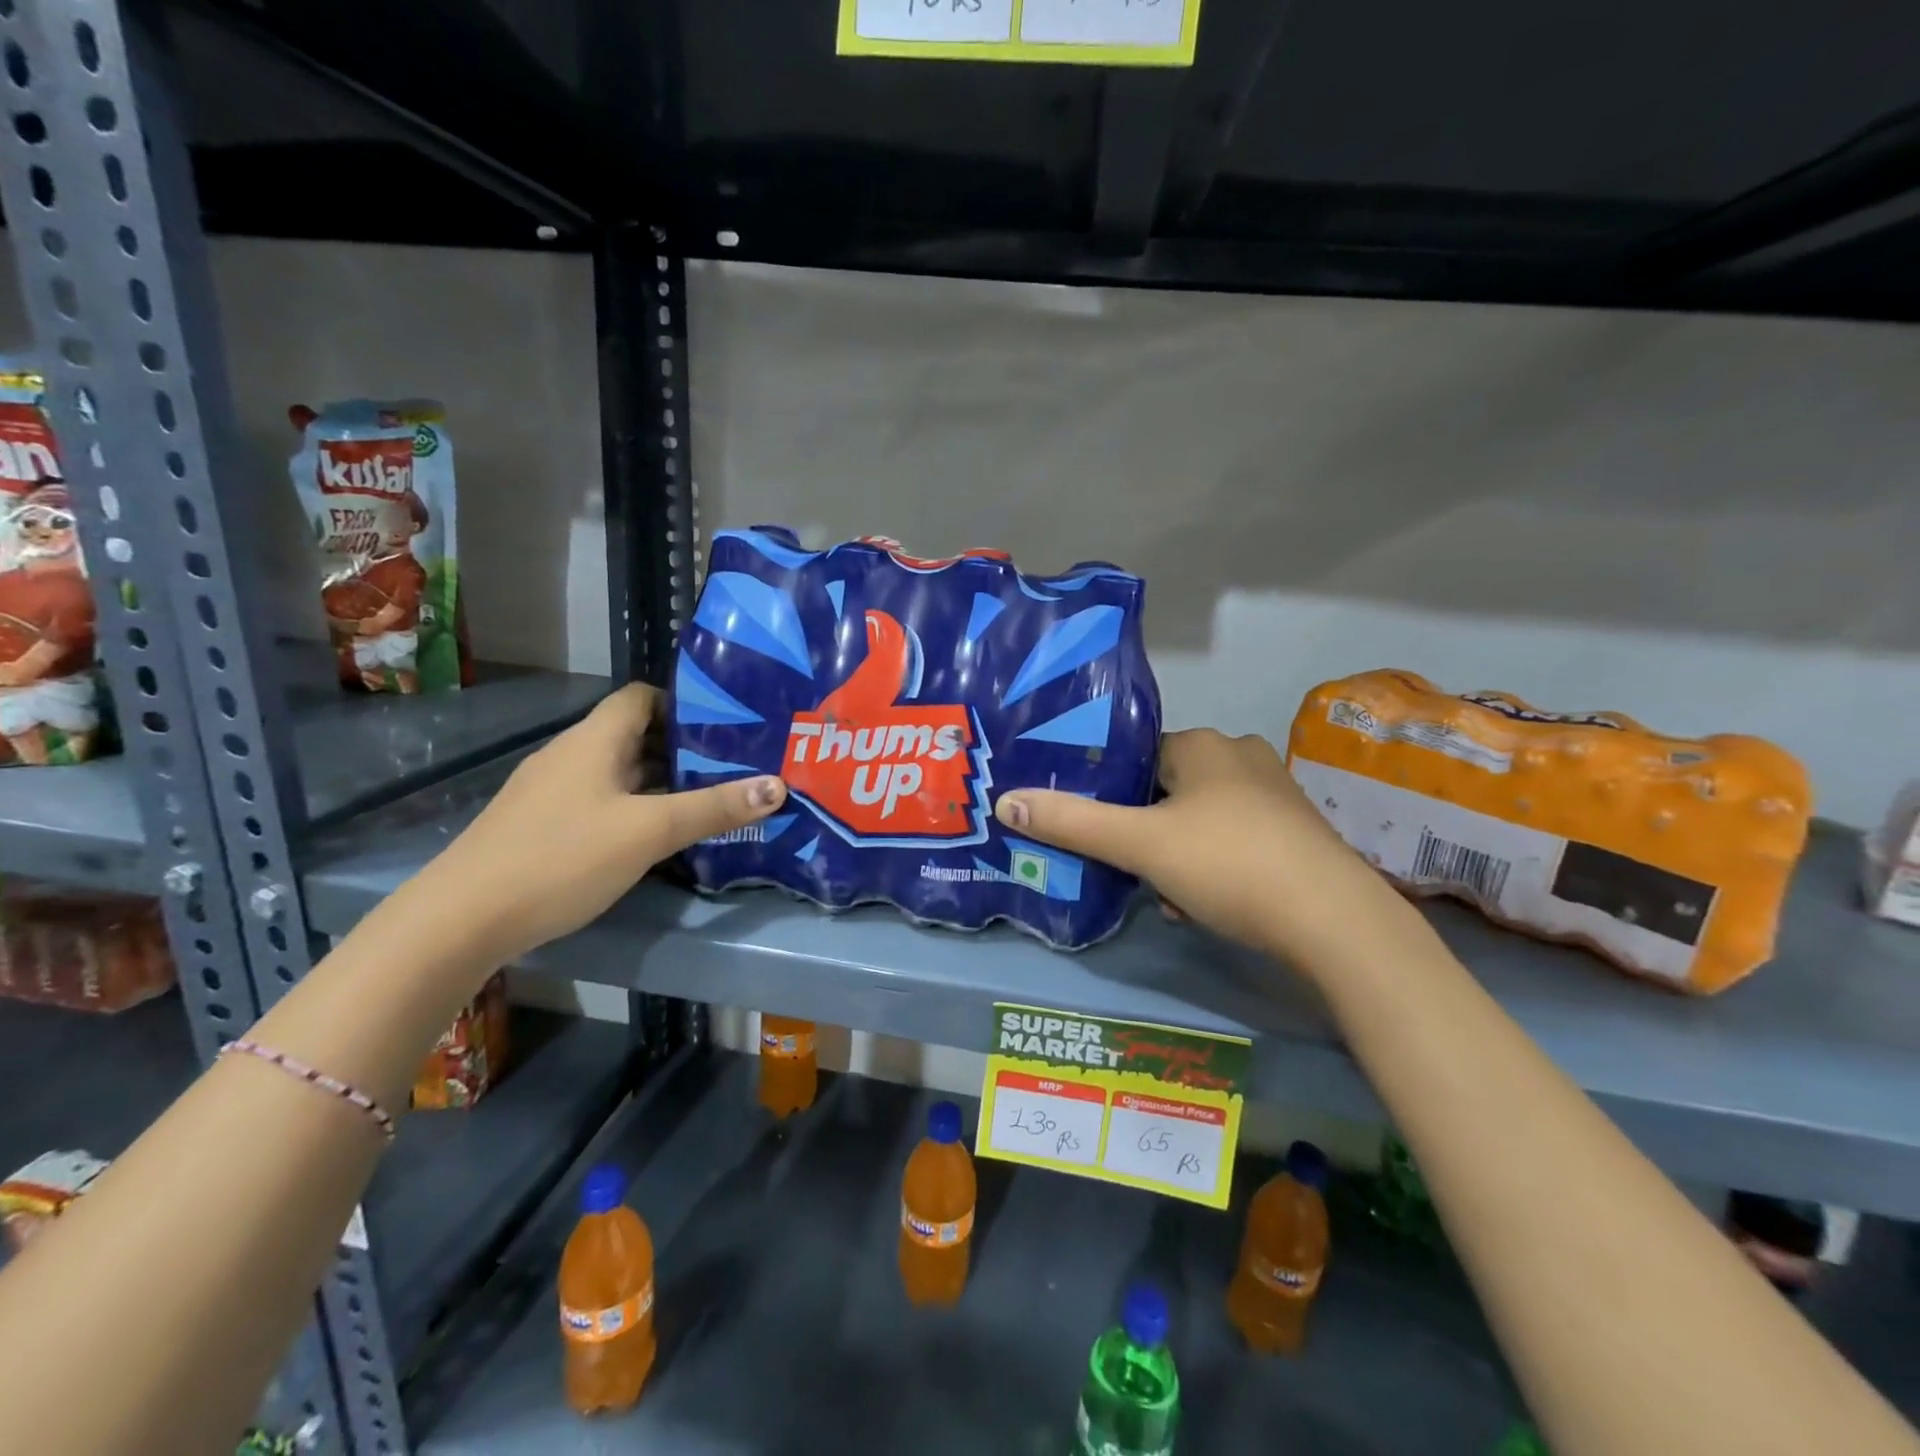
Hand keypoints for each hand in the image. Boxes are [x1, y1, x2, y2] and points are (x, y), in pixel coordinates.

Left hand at [417, 684, 785, 962]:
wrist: (461, 919)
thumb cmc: (561, 858)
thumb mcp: (649, 831)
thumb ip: (713, 808)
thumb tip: (777, 785)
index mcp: (594, 740)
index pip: (642, 696)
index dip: (684, 703)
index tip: (726, 725)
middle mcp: (571, 755)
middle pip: (634, 734)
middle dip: (684, 746)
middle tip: (732, 765)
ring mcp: (551, 791)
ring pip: (617, 770)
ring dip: (660, 780)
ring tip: (707, 798)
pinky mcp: (541, 824)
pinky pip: (600, 799)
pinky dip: (633, 806)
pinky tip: (655, 835)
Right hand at [995, 728, 1372, 962]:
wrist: (1334, 921)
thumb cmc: (1228, 864)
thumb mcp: (1140, 844)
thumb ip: (1072, 822)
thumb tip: (1005, 800)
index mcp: (1202, 744)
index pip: (1135, 757)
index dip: (1110, 794)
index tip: (1097, 832)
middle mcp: (1239, 755)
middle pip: (1164, 791)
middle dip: (1143, 834)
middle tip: (1131, 871)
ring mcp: (1274, 793)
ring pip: (1198, 819)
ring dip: (1174, 855)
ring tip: (1167, 897)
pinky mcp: (1296, 831)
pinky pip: (1232, 839)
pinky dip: (1211, 866)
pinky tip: (1205, 903)